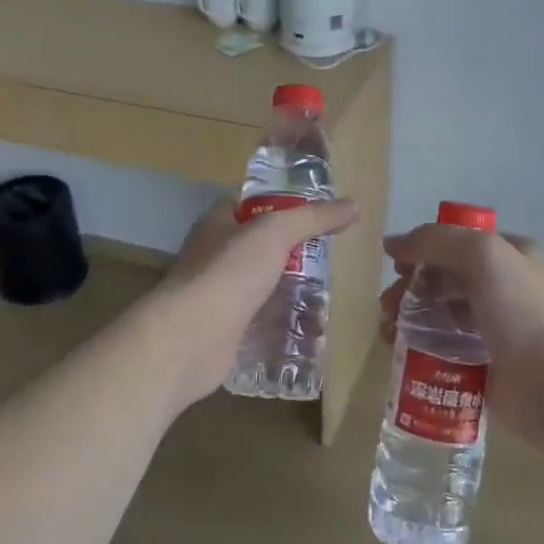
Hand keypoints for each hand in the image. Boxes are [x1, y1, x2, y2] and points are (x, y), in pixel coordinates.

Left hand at [150, 194, 357, 410]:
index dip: (283, 203)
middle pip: (263, 248)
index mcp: (219, 225)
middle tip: (335, 258)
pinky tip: (315, 331)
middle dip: (297, 253)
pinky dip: (287, 327)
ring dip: (295, 293)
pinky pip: (265, 324)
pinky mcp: (230, 332)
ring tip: (333, 296)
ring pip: (266, 287)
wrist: (190, 340)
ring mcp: (222, 296)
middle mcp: (217, 257)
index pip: (252, 204)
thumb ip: (312, 218)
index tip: (319, 212)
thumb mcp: (274, 233)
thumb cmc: (228, 274)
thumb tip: (354, 206)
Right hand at [379, 224, 543, 442]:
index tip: (398, 266)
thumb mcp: (481, 254)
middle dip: (411, 285)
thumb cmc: (520, 310)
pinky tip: (398, 349)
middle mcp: (507, 286)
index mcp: (514, 255)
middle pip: (445, 276)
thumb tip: (391, 243)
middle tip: (387, 303)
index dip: (425, 249)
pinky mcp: (485, 361)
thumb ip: (435, 240)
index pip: (460, 241)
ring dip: (409, 315)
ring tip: (387, 330)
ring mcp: (496, 326)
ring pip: (441, 311)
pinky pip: (444, 345)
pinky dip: (418, 344)